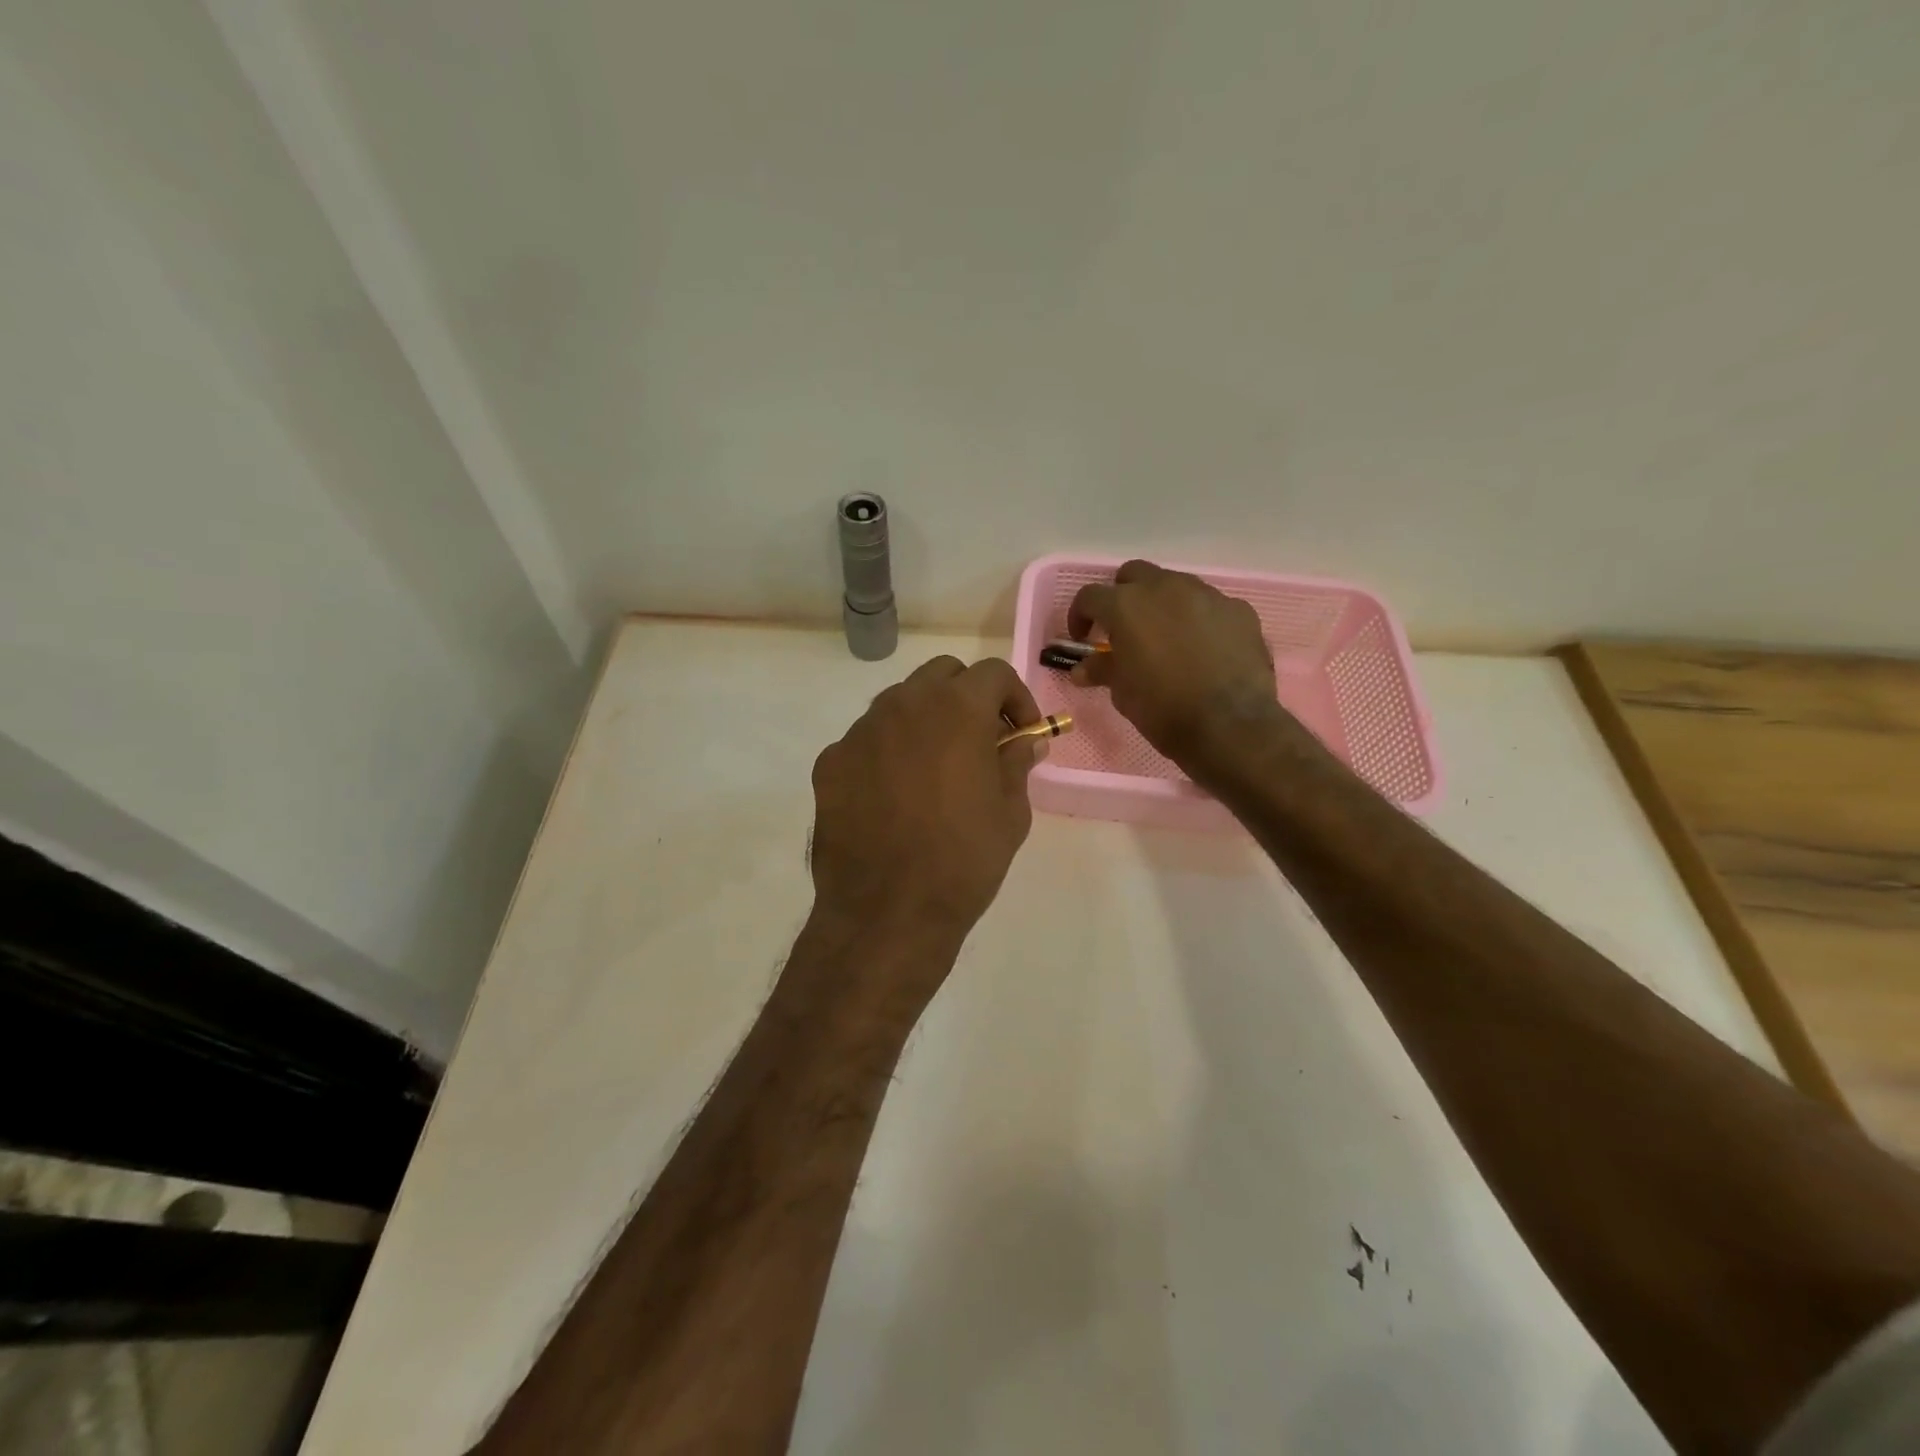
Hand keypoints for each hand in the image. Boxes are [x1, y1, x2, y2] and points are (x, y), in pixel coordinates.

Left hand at [809, 656, 1040, 955]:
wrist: (887, 913)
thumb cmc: (963, 861)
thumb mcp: (1010, 813)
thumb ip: (1017, 763)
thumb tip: (1025, 741)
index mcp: (956, 709)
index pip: (992, 673)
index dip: (1016, 697)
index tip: (1022, 733)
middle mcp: (903, 705)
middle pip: (941, 675)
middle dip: (968, 697)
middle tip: (981, 740)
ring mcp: (860, 731)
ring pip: (899, 702)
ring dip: (925, 719)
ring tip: (937, 767)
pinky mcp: (830, 762)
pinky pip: (866, 740)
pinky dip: (888, 751)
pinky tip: (895, 794)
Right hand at [1069, 560, 1281, 769]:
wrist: (1229, 726)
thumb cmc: (1163, 708)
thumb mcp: (1122, 692)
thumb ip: (1102, 669)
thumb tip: (1082, 668)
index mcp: (1126, 605)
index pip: (1090, 596)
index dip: (1080, 615)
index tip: (1084, 638)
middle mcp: (1165, 588)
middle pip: (1134, 575)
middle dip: (1123, 596)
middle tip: (1124, 629)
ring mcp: (1206, 595)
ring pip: (1175, 585)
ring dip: (1163, 605)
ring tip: (1166, 638)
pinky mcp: (1238, 609)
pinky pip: (1210, 606)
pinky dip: (1199, 620)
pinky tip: (1203, 649)